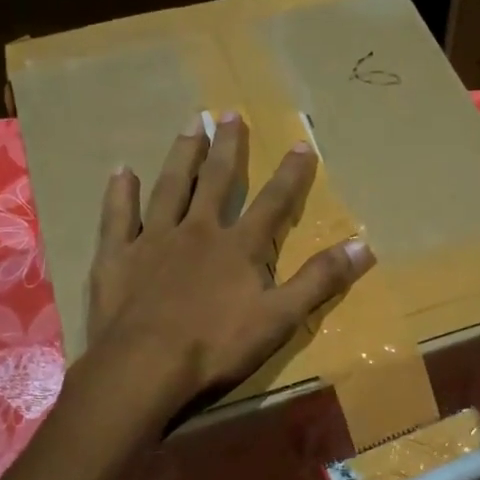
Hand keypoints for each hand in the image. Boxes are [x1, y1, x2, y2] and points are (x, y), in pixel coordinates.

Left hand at [83, 112, 372, 420]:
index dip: (290, 174)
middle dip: (227, 147)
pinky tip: (122, 171)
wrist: (145, 366)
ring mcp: (153, 240)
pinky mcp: (117, 257)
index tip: (300, 143)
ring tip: (190, 125)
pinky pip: (118, 216)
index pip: (272, 203)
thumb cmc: (216, 346)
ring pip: (170, 187)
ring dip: (182, 156)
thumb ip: (319, 281)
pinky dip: (120, 193)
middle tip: (229, 112)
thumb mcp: (280, 319)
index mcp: (238, 248)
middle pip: (216, 182)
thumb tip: (363, 245)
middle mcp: (197, 232)